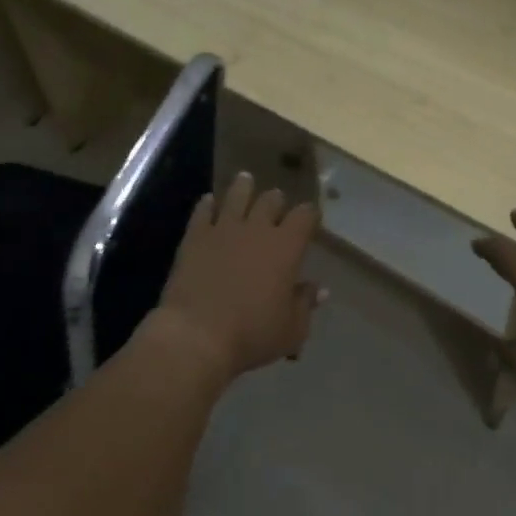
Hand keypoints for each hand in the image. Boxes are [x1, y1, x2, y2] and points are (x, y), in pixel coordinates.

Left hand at [155, 173, 322, 380]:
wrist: (196, 335)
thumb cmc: (252, 334)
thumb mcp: (291, 329)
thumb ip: (305, 304)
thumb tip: (320, 289)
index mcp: (286, 247)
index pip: (304, 216)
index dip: (309, 214)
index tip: (310, 217)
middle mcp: (257, 229)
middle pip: (271, 200)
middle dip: (276, 200)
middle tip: (276, 203)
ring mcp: (224, 228)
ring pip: (237, 195)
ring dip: (244, 187)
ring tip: (245, 180)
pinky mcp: (195, 236)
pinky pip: (203, 211)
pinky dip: (208, 204)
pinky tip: (208, 201)